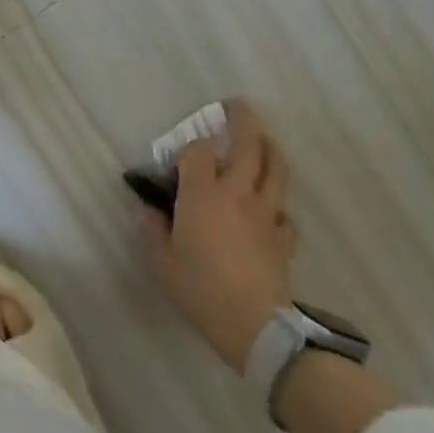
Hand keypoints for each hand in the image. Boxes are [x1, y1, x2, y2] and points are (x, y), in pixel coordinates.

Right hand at [139, 99, 296, 371]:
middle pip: (248, 143)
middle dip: (242, 120)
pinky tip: (270, 210)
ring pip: (276, 168)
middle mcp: (238, 193)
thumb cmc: (200, 290)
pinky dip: (278, 203)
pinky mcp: (283, 236)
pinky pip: (284, 210)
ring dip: (269, 148)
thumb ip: (152, 231)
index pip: (199, 151)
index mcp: (203, 194)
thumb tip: (148, 210)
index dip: (190, 150)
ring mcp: (266, 213)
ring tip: (263, 140)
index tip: (180, 164)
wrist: (253, 325)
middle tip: (236, 107)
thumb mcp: (161, 263)